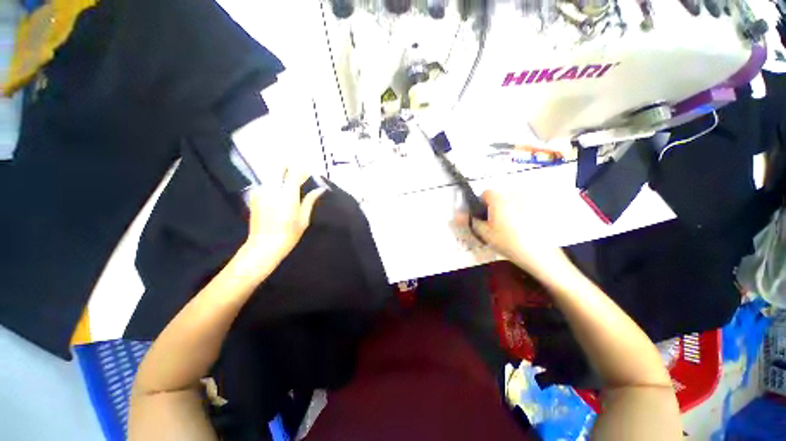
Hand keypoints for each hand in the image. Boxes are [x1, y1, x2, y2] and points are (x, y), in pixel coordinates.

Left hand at [242, 168, 325, 264]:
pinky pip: (265, 184)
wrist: (263, 246)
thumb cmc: (288, 235)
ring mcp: (260, 192)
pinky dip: (273, 184)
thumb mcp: (304, 219)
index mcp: (287, 195)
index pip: (294, 172)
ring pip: (271, 174)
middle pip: (278, 167)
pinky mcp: (253, 197)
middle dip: (289, 168)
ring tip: (289, 186)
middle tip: (297, 176)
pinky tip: (277, 195)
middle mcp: (272, 189)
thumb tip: (320, 189)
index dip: (302, 171)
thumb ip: (310, 201)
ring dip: (281, 176)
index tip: (308, 174)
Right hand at [456, 190, 570, 280]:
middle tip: (493, 226)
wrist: (541, 255)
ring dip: (506, 211)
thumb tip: (455, 216)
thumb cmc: (508, 242)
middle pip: (498, 197)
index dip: (480, 204)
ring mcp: (529, 202)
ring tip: (507, 229)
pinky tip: (521, 230)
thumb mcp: (485, 233)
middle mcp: (514, 195)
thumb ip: (470, 222)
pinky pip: (523, 208)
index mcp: (499, 199)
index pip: (485, 193)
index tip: (482, 218)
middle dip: (493, 208)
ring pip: (511, 202)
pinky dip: (519, 214)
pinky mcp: (539, 210)